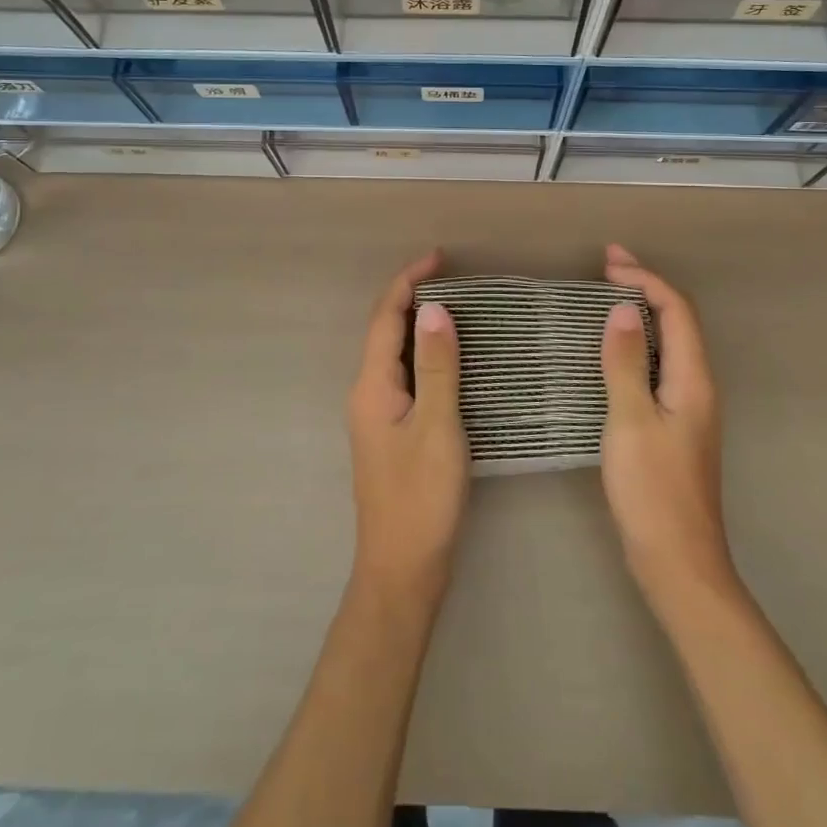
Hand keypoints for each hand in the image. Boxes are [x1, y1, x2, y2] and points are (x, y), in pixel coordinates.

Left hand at [347, 251, 469, 609]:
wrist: (403, 570)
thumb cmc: (421, 498)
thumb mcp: (437, 427)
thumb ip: (437, 367)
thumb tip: (435, 309)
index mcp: (372, 386)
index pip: (385, 317)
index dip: (408, 280)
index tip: (440, 257)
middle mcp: (367, 393)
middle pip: (385, 330)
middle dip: (413, 296)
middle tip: (456, 277)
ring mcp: (378, 414)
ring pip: (395, 354)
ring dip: (419, 324)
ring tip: (459, 306)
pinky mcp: (392, 432)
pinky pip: (406, 376)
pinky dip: (426, 355)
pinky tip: (453, 358)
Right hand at [600, 243, 736, 608]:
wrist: (678, 562)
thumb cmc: (652, 491)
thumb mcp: (631, 421)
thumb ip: (626, 363)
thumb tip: (621, 310)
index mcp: (693, 380)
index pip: (676, 311)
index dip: (646, 279)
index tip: (608, 263)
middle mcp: (698, 386)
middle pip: (678, 321)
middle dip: (645, 287)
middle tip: (606, 267)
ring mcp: (688, 408)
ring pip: (669, 343)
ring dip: (641, 313)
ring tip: (605, 298)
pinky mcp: (675, 426)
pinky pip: (659, 366)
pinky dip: (637, 344)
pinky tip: (612, 352)